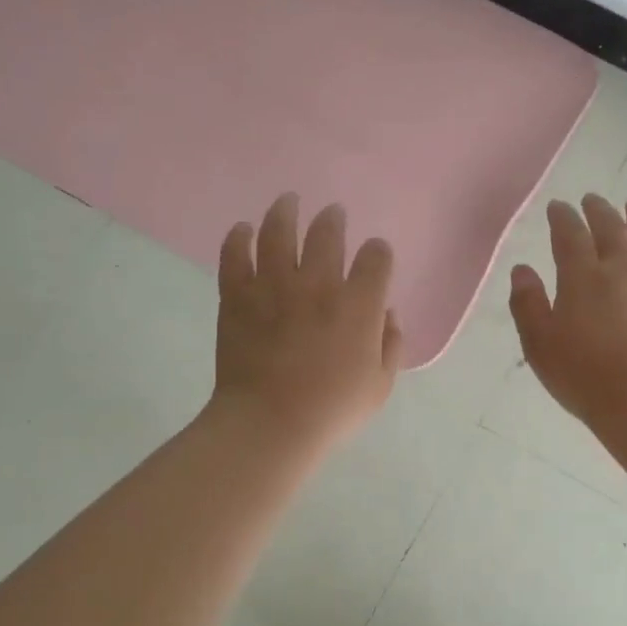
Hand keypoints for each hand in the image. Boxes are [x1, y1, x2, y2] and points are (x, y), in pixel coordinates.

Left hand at [209, 193, 401, 456]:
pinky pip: (235, 255)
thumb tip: (386, 315)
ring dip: (285, 211)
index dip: (378, 252)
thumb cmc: (332, 410)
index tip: (375, 256)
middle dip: (333, 219)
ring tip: (288, 201)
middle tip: (332, 214)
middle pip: (327, 232)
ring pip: (278, 231)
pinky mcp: (238, 296)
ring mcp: (274, 285)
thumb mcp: (379, 386)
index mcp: (359, 305)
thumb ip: (391, 345)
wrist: (270, 423)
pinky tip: (242, 229)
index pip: (376, 258)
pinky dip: (238, 238)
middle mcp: (319, 284)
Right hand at [508, 195, 626, 434]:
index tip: (558, 207)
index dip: (563, 218)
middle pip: (612, 229)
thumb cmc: (582, 375)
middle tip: (593, 199)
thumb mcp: (539, 344)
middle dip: (599, 211)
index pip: (570, 235)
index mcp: (583, 277)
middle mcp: (622, 270)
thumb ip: (527, 304)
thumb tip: (523, 269)